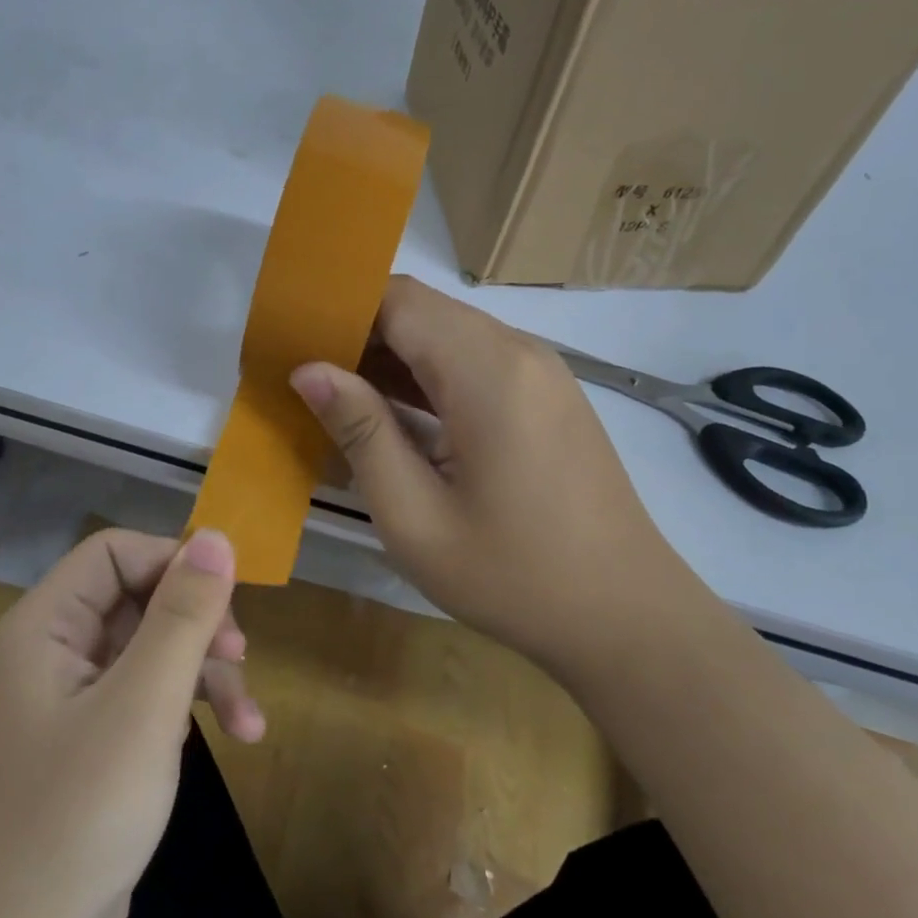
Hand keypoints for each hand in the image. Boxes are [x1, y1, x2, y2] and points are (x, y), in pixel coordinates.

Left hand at [0, 529, 262, 917]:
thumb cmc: (79, 812)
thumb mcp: (145, 704)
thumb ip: (183, 615)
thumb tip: (216, 536)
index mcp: (46, 625)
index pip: (115, 553)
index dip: (174, 562)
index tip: (227, 597)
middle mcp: (55, 649)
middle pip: (140, 597)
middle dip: (198, 623)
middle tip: (242, 652)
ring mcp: (75, 695)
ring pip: (154, 647)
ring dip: (207, 670)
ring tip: (250, 718)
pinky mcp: (96, 737)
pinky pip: (150, 693)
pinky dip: (191, 706)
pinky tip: (232, 737)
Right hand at [290, 276, 692, 674]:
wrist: (625, 617)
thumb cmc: (512, 576)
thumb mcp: (415, 515)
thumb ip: (361, 432)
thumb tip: (309, 370)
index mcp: (487, 372)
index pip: (399, 300)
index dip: (341, 310)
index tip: (292, 341)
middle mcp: (519, 352)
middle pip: (423, 312)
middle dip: (360, 333)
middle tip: (303, 376)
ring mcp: (541, 372)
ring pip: (448, 336)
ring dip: (392, 357)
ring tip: (337, 396)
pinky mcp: (548, 397)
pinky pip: (475, 364)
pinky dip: (428, 378)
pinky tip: (394, 416)